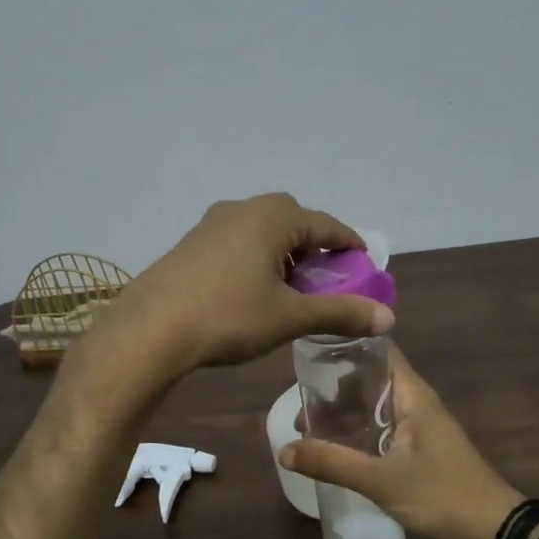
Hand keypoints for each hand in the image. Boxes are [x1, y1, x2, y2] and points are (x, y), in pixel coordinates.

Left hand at [91, 194, 393, 378]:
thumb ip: (339, 313)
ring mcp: (211, 224)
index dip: (349, 245)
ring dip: (282, 251)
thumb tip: (388, 318)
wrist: (150, 329)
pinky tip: (251, 289)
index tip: (364, 265)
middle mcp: (242, 209)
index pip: (325, 225)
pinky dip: (255, 257)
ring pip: (261, 230)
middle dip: (314, 246)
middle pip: (292, 220)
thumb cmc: (227, 317)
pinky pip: (236, 241)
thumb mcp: (289, 317)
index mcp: (272, 218)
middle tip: (325, 278)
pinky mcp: (190, 243)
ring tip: (290, 287)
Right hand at [280, 346, 521, 538]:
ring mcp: (417, 430)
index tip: (310, 350)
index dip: (346, 345)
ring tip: (308, 428)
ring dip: (344, 415)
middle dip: (335, 388)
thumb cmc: (442, 495)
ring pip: (373, 409)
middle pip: (369, 381)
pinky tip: (334, 451)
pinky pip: (380, 433)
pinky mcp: (417, 454)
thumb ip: (332, 463)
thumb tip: (284, 450)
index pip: (378, 351)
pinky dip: (356, 435)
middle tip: (300, 402)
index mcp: (412, 395)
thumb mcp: (381, 480)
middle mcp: (414, 405)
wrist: (492, 534)